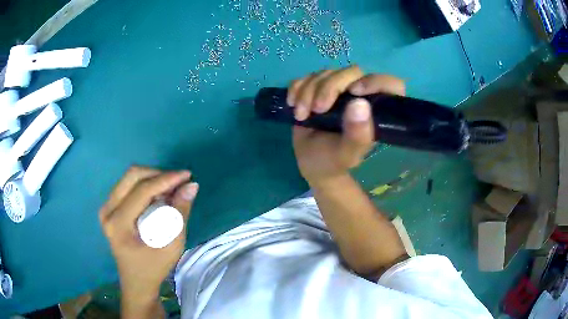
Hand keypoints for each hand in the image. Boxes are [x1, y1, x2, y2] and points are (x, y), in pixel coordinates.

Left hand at [99, 166, 198, 300]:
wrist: (136, 281)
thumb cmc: (154, 268)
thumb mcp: (172, 246)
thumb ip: (180, 215)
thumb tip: (192, 186)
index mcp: (118, 224)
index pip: (142, 191)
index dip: (166, 179)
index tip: (187, 175)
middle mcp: (108, 211)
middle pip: (132, 176)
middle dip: (158, 175)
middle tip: (178, 183)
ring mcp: (106, 207)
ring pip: (130, 177)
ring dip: (152, 179)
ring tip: (170, 191)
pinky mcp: (109, 207)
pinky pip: (127, 185)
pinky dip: (145, 185)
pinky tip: (157, 196)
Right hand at [287, 66, 404, 185]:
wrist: (311, 162)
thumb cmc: (333, 161)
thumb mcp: (346, 154)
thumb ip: (357, 135)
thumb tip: (359, 104)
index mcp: (376, 110)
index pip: (391, 85)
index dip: (376, 81)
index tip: (354, 92)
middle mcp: (361, 95)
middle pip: (352, 72)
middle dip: (329, 87)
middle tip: (316, 109)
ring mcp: (338, 89)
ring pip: (327, 73)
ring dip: (308, 90)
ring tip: (301, 115)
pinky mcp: (319, 88)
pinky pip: (308, 76)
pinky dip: (297, 87)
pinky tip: (293, 104)